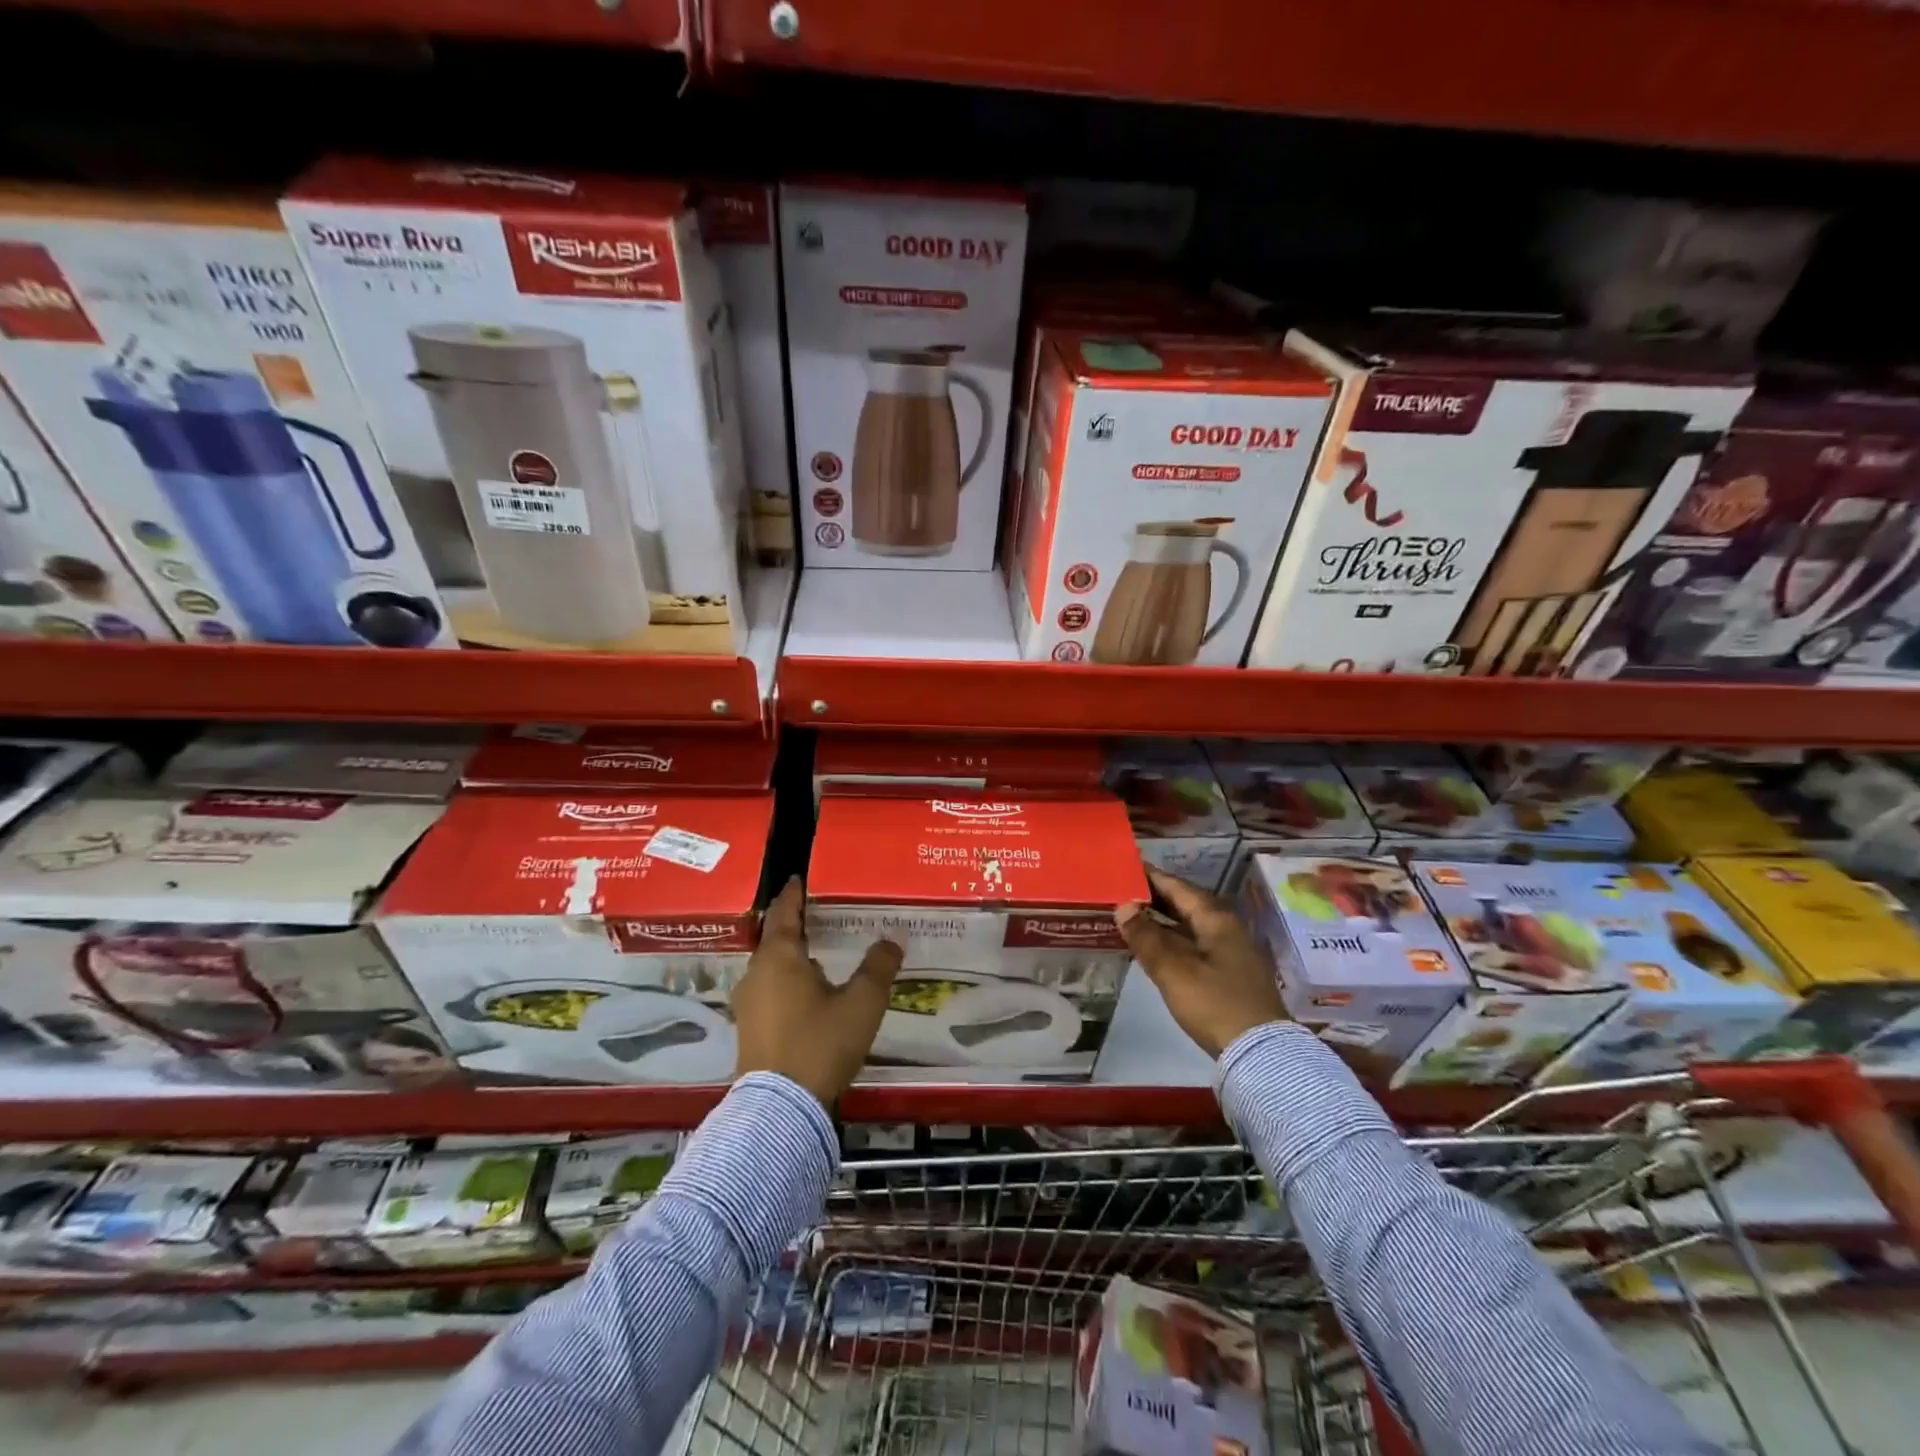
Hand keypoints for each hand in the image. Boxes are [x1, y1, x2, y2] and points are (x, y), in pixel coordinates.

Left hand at [733, 877, 902, 1105]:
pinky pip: (768, 990)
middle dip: (793, 926)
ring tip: (815, 954)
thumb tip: (892, 940)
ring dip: (790, 957)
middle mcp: (757, 973)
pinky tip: (806, 994)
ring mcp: (748, 1003)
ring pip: (770, 967)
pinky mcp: (748, 1029)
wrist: (780, 1108)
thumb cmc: (821, 1042)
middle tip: (815, 915)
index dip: (792, 895)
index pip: (784, 913)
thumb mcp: (861, 1003)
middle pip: (774, 939)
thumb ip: (878, 968)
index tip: (797, 879)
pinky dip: (785, 982)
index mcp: (780, 957)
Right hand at [1116, 867, 1285, 1057]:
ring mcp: (1230, 953)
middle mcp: (1226, 929)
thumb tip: (1123, 907)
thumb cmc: (1214, 1003)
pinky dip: (1171, 941)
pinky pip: (1194, 946)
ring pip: (1189, 927)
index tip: (1125, 868)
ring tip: (1129, 917)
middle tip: (1121, 892)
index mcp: (1216, 919)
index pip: (1179, 887)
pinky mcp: (1229, 975)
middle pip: (1186, 905)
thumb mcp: (1173, 970)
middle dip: (1154, 898)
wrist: (1260, 1054)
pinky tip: (1153, 948)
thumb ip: (1146, 937)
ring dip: (1161, 921)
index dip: (1151, 877)